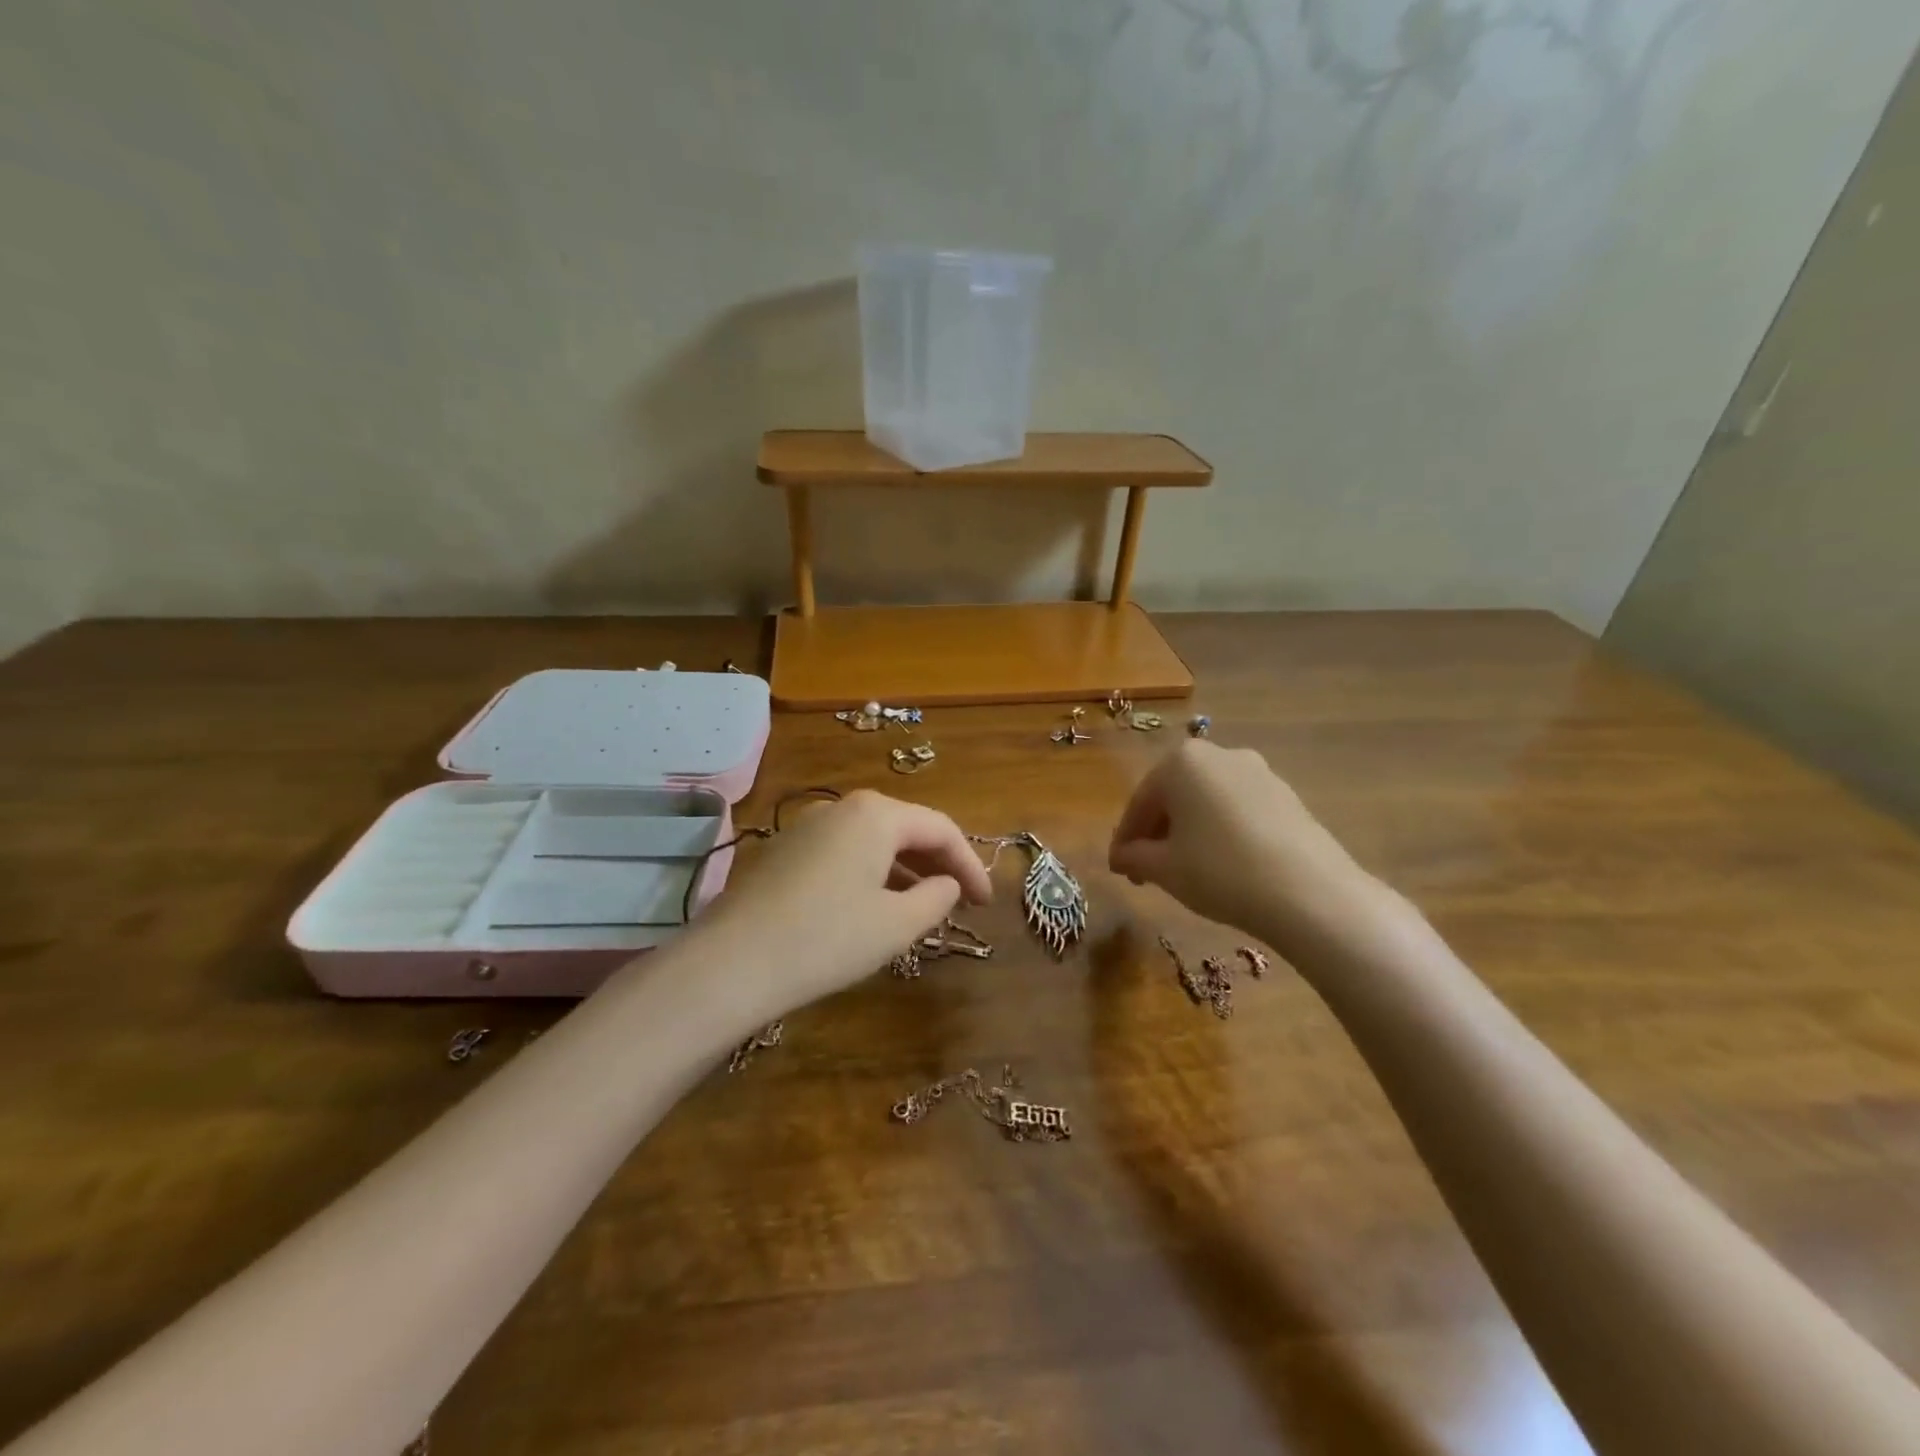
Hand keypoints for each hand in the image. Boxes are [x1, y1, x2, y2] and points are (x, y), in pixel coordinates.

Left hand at [690, 790, 993, 1024]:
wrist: (730, 963)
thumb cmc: (827, 939)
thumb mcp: (896, 924)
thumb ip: (937, 897)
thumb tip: (948, 884)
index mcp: (876, 814)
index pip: (940, 828)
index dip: (970, 864)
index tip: (986, 902)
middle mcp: (841, 807)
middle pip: (906, 827)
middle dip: (938, 862)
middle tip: (961, 899)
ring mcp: (807, 826)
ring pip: (872, 840)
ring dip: (905, 869)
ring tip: (923, 905)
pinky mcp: (783, 850)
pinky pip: (843, 852)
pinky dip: (870, 873)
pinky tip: (872, 905)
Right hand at [1109, 740, 1385, 954]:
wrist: (1310, 894)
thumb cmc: (1220, 872)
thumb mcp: (1164, 869)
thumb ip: (1134, 856)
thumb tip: (1122, 856)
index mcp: (1181, 761)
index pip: (1139, 802)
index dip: (1125, 839)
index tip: (1118, 869)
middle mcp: (1220, 754)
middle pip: (1174, 796)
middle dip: (1157, 833)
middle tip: (1147, 871)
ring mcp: (1259, 772)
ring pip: (1207, 802)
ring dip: (1190, 832)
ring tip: (1185, 871)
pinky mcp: (1287, 796)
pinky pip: (1238, 811)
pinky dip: (1222, 832)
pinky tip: (1223, 865)